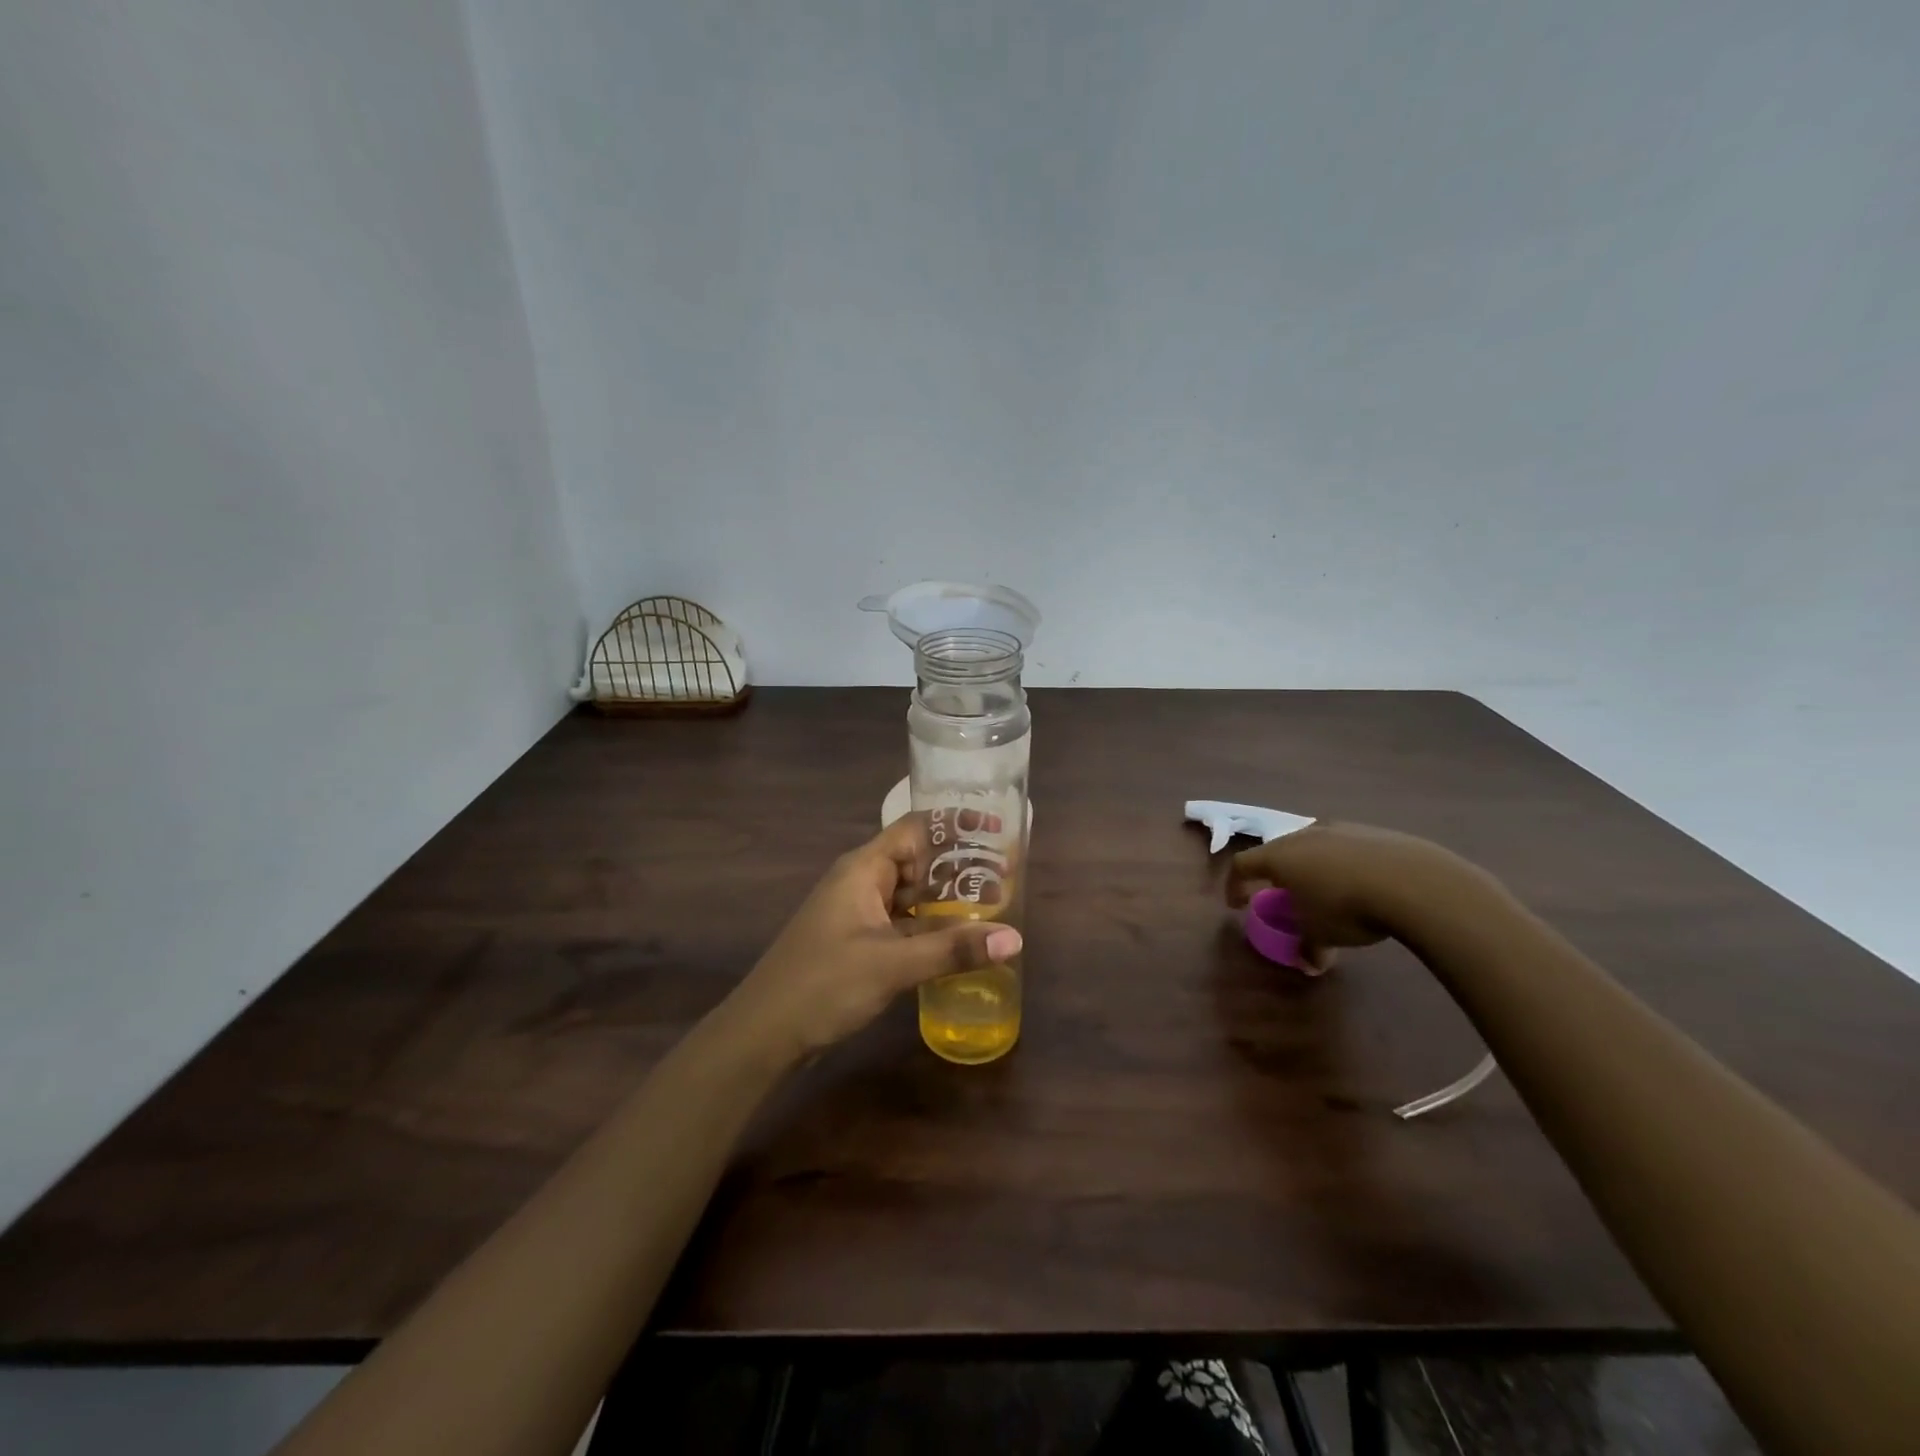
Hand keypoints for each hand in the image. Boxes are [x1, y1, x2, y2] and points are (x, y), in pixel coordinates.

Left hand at [725, 816, 1023, 1064]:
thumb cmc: (824, 983)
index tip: (996, 827)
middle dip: (959, 866)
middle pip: (918, 861)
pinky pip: (904, 924)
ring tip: (997, 904)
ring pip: (912, 896)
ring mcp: (860, 914)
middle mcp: (862, 882)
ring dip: (948, 901)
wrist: (763, 1034)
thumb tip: (1016, 939)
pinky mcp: (860, 944)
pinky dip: (932, 929)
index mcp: (864, 869)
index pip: (915, 829)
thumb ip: (952, 950)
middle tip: (1008, 873)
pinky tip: (962, 942)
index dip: (955, 824)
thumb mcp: (892, 964)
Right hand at [1225, 821, 1457, 973]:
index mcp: (1279, 856)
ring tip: (1325, 890)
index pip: (1243, 864)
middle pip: (1277, 851)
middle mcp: (1303, 835)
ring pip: (1313, 846)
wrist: (1413, 881)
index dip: (1235, 885)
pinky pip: (1346, 848)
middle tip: (1282, 895)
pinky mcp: (1372, 831)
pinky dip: (1343, 864)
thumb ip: (1308, 947)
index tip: (1237, 905)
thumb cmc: (1347, 907)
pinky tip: (1362, 884)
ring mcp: (1339, 829)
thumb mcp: (1321, 934)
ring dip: (1311, 867)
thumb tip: (1309, 964)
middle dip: (1275, 874)